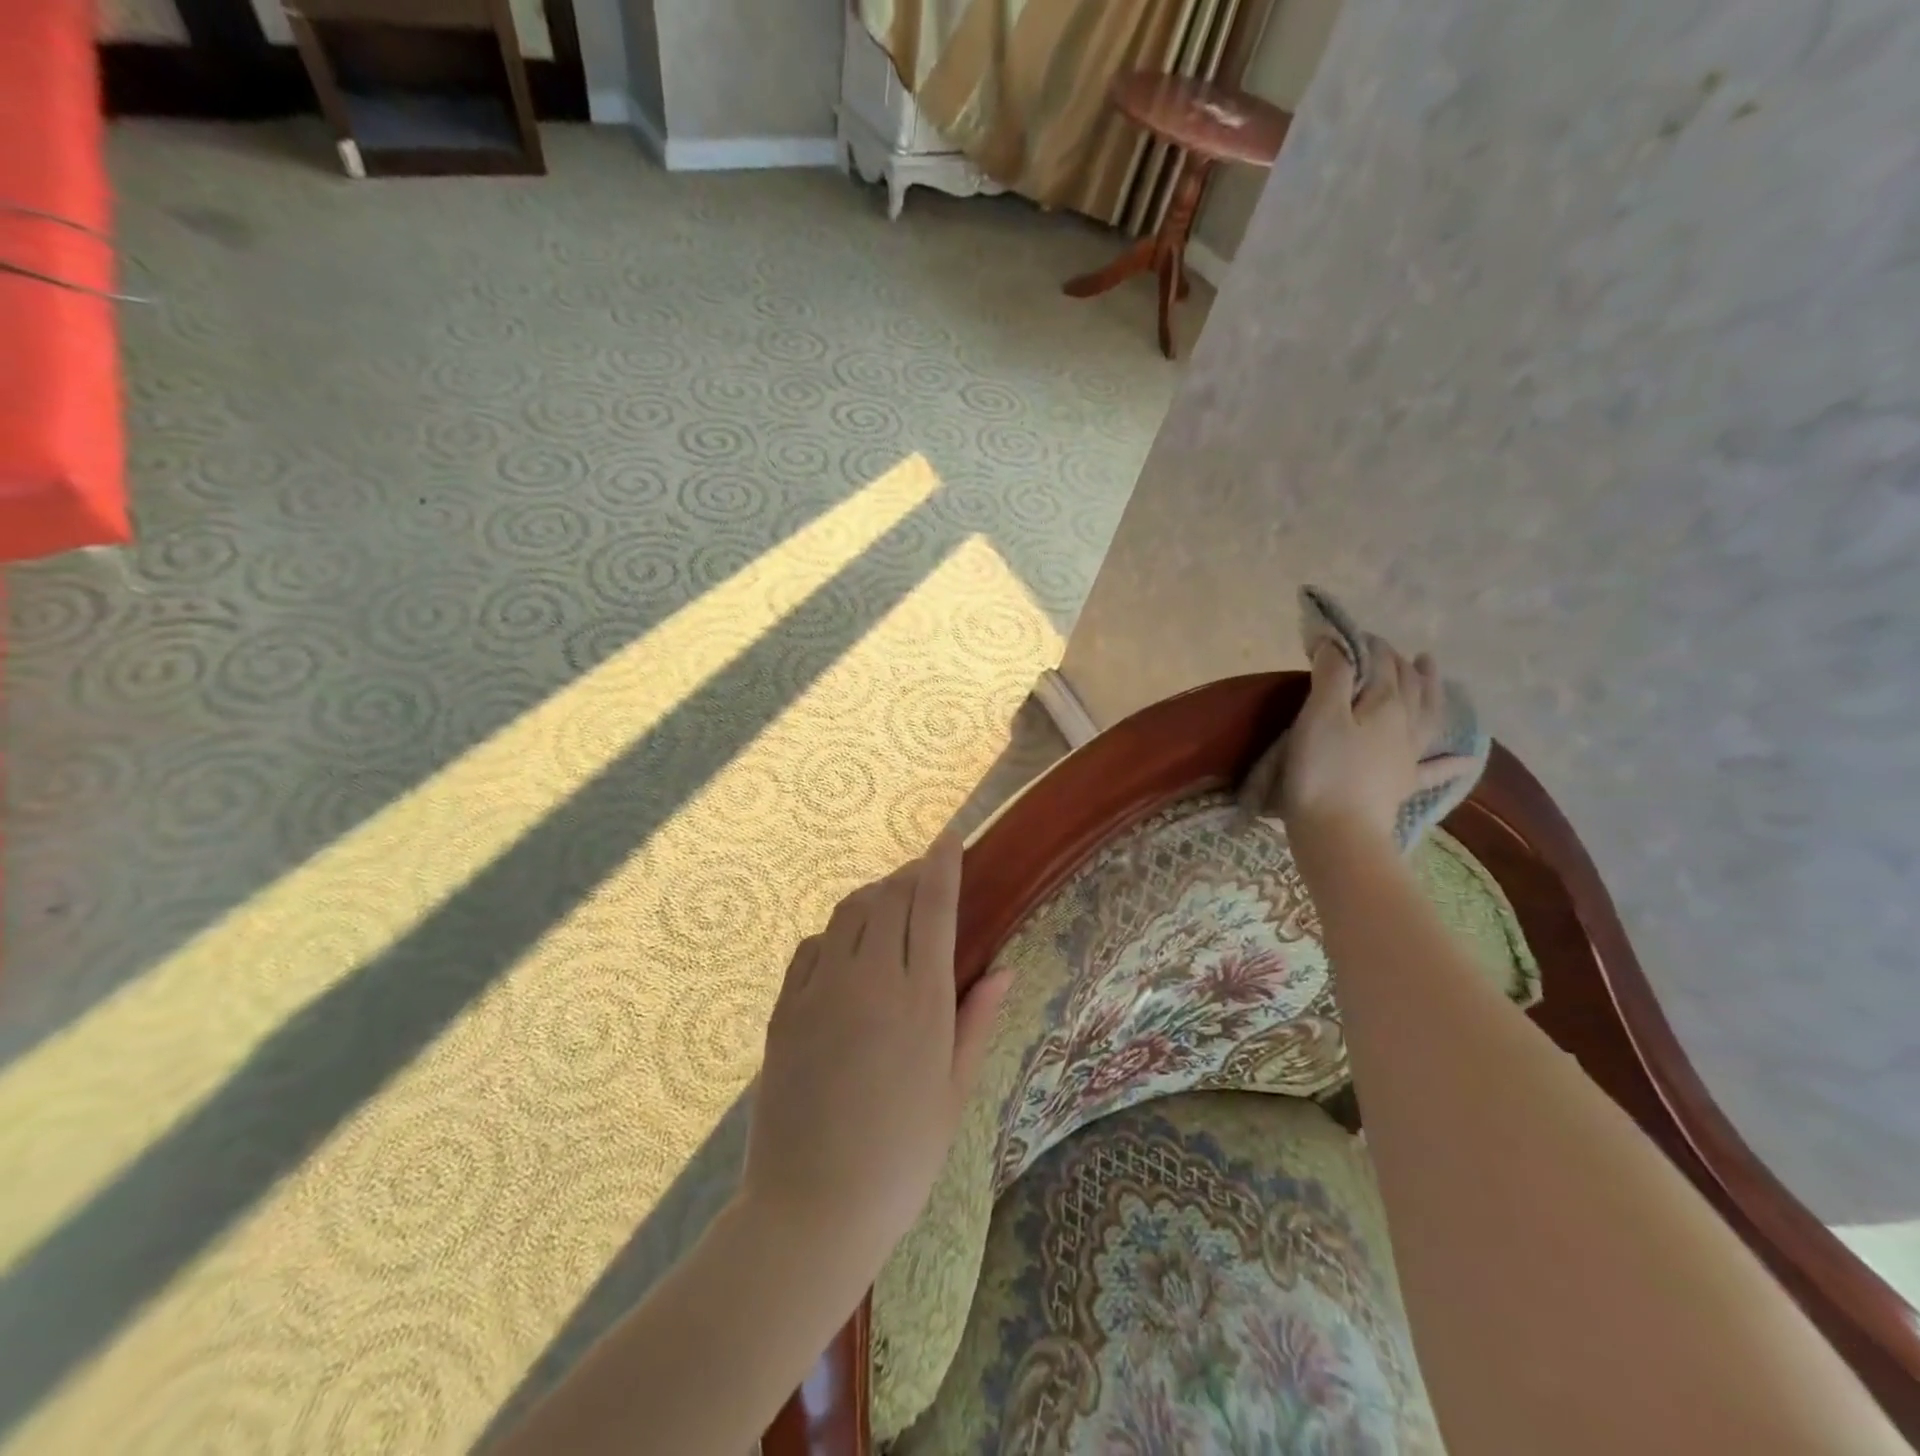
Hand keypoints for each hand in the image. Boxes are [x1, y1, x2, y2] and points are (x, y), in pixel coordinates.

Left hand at [741, 834, 1010, 1280]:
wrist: (812, 1208)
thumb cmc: (901, 1157)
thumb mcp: (954, 1092)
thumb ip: (977, 1021)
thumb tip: (1005, 970)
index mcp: (920, 1001)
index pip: (932, 906)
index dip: (941, 864)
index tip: (948, 838)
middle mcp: (869, 980)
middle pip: (889, 897)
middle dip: (908, 875)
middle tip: (922, 878)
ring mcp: (820, 990)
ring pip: (847, 912)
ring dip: (872, 897)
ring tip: (887, 907)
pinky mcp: (785, 1008)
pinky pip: (811, 947)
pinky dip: (834, 933)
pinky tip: (844, 950)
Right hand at [1277, 638, 1463, 840]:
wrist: (1338, 833)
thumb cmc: (1322, 770)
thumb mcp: (1320, 715)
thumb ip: (1332, 675)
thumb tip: (1338, 642)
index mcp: (1385, 705)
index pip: (1381, 664)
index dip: (1367, 645)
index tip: (1347, 635)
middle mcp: (1405, 725)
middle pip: (1408, 685)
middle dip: (1397, 662)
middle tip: (1386, 648)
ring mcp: (1408, 757)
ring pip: (1427, 715)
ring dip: (1431, 689)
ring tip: (1431, 668)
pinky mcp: (1403, 786)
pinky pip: (1435, 768)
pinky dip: (1452, 760)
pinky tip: (1468, 757)